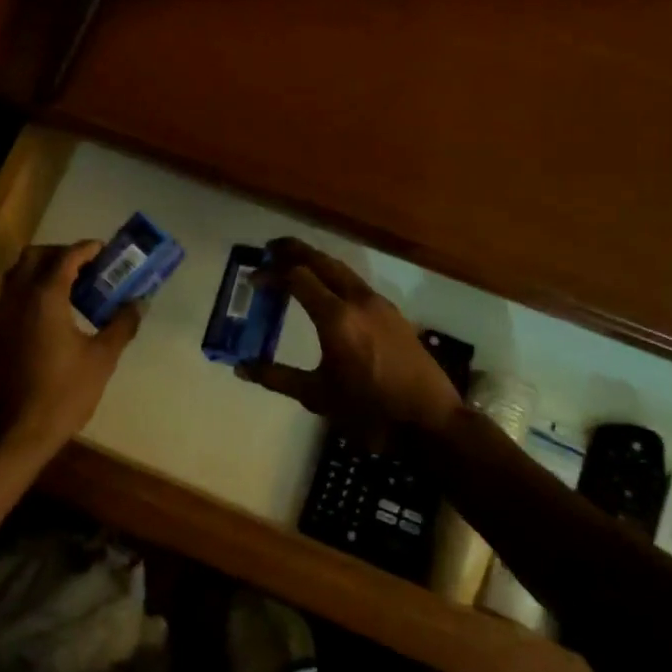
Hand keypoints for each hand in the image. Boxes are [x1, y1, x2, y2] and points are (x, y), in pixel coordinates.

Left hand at [0, 240, 141, 457]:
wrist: (14, 433)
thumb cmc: (62, 394)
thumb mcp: (101, 359)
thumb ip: (121, 325)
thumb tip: (139, 302)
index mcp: (45, 297)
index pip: (66, 256)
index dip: (88, 249)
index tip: (108, 251)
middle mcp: (19, 297)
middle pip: (36, 256)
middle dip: (63, 254)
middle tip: (90, 267)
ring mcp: (3, 314)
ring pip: (20, 273)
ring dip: (45, 269)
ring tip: (76, 287)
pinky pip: (14, 294)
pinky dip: (34, 288)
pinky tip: (57, 312)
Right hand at [242, 238, 463, 448]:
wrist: (431, 423)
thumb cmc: (370, 412)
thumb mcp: (318, 397)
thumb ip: (277, 377)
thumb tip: (241, 368)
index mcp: (336, 318)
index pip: (297, 277)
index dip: (272, 273)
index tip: (254, 279)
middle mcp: (358, 301)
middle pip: (322, 261)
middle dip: (294, 251)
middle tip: (270, 248)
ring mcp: (380, 305)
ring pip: (342, 270)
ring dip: (317, 262)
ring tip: (295, 265)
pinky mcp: (393, 315)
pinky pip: (357, 284)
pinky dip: (335, 278)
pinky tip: (328, 293)